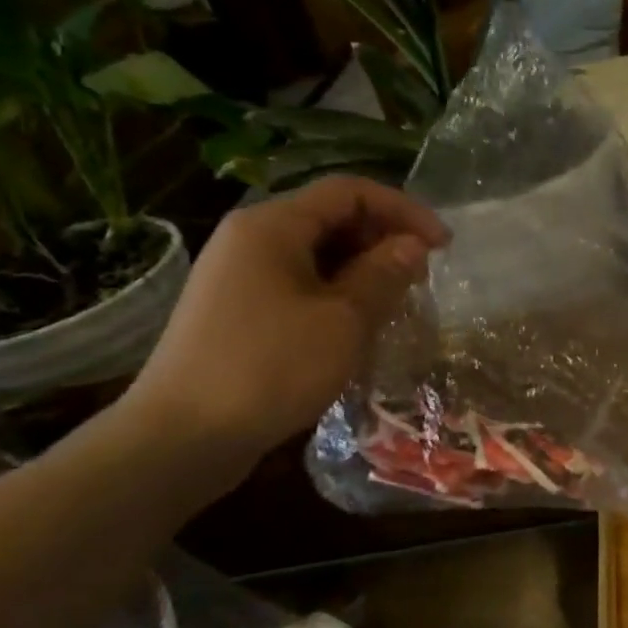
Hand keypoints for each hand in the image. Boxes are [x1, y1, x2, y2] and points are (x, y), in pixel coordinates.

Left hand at [122, 177, 447, 474]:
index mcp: (272, 225)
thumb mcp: (343, 320)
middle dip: (384, 240)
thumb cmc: (271, 368)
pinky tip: (358, 327)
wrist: (183, 436)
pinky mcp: (238, 311)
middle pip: (331, 218)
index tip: (444, 246)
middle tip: (422, 278)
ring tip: (398, 304)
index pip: (349, 192)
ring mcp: (240, 276)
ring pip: (317, 254)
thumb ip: (383, 274)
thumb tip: (412, 246)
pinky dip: (337, 294)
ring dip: (364, 270)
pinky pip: (299, 284)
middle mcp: (251, 238)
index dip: (403, 210)